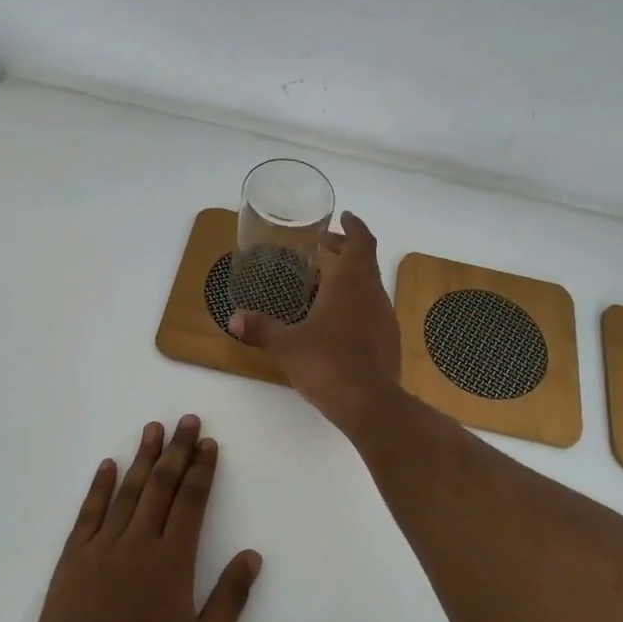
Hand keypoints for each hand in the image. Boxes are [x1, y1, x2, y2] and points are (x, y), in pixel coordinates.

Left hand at [29, 416, 260, 621]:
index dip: (202, 470)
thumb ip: (230, 600)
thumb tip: (252, 556)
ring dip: (143, 458)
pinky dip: (99, 487)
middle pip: (161, 486)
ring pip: (127, 491)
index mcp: (172, 561)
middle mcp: (138, 543)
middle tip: (187, 420)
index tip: (208, 443)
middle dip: (177, 451)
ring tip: (153, 429)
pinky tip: (108, 465)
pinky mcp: (72, 561)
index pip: (192, 502)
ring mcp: (102, 549)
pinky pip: (88, 514)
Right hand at [229, 212, 401, 431]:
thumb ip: (261, 329)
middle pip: (365, 261)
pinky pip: (372, 310)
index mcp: (352, 283)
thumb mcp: (287, 345)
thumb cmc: (327, 363)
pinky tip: (337, 321)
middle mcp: (373, 294)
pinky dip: (357, 303)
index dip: (354, 226)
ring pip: (370, 286)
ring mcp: (385, 318)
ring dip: (351, 278)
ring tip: (324, 283)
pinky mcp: (389, 341)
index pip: (361, 241)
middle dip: (346, 249)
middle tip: (323, 246)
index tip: (344, 217)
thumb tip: (233, 319)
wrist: (370, 404)